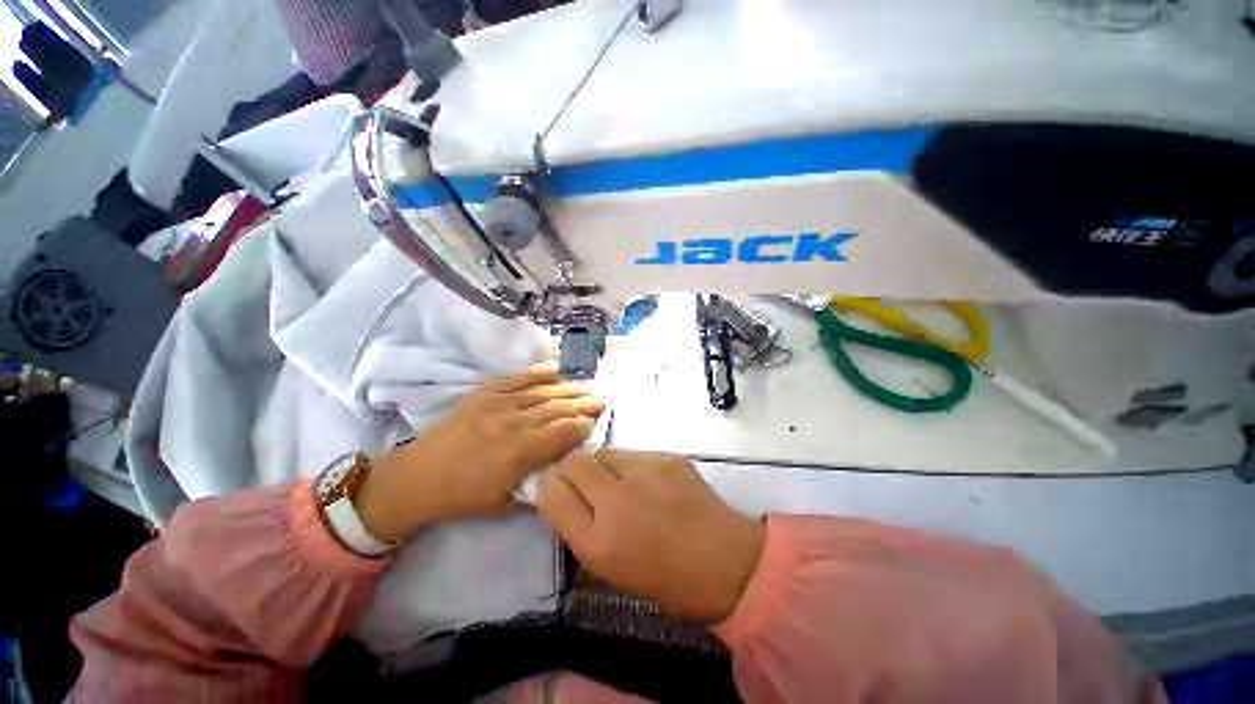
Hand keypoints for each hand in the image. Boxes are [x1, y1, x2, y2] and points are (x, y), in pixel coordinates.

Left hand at [356, 363, 605, 542]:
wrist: (415, 479)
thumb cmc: (462, 497)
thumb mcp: (505, 504)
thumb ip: (540, 486)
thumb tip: (565, 469)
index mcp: (520, 452)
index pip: (564, 432)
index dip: (584, 425)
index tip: (598, 421)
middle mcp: (513, 422)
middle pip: (558, 408)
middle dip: (583, 402)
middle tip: (602, 398)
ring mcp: (497, 404)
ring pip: (542, 391)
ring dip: (567, 388)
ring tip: (586, 385)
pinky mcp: (483, 394)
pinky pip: (516, 379)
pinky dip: (538, 373)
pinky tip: (556, 369)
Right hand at [536, 449, 765, 622]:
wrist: (726, 561)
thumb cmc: (667, 578)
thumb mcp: (611, 569)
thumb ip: (582, 529)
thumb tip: (564, 496)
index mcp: (598, 541)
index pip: (552, 492)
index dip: (551, 487)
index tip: (560, 490)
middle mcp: (617, 500)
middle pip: (574, 461)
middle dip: (573, 469)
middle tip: (591, 485)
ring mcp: (645, 472)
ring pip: (604, 451)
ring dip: (604, 466)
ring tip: (624, 484)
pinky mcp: (667, 457)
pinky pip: (634, 452)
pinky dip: (633, 465)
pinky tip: (651, 483)